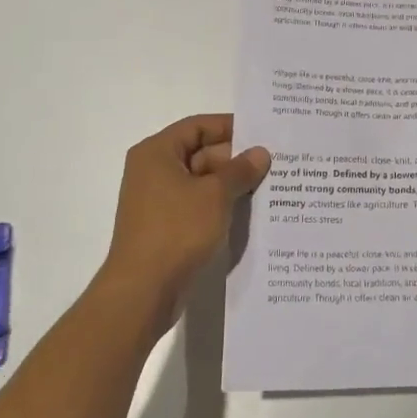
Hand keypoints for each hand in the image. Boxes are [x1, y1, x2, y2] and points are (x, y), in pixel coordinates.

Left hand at [95, 114, 270, 332]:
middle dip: (235, 159)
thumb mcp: (215, 195)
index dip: (230, 126)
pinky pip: (197, 205)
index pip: (198, 126)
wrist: (142, 291)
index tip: (262, 133)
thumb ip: (240, 170)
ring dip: (231, 184)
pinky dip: (220, 205)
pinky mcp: (165, 227)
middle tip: (274, 162)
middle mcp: (153, 171)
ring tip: (270, 185)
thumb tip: (261, 153)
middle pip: (200, 153)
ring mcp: (158, 201)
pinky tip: (250, 211)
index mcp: (157, 152)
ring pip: (201, 182)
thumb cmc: (176, 231)